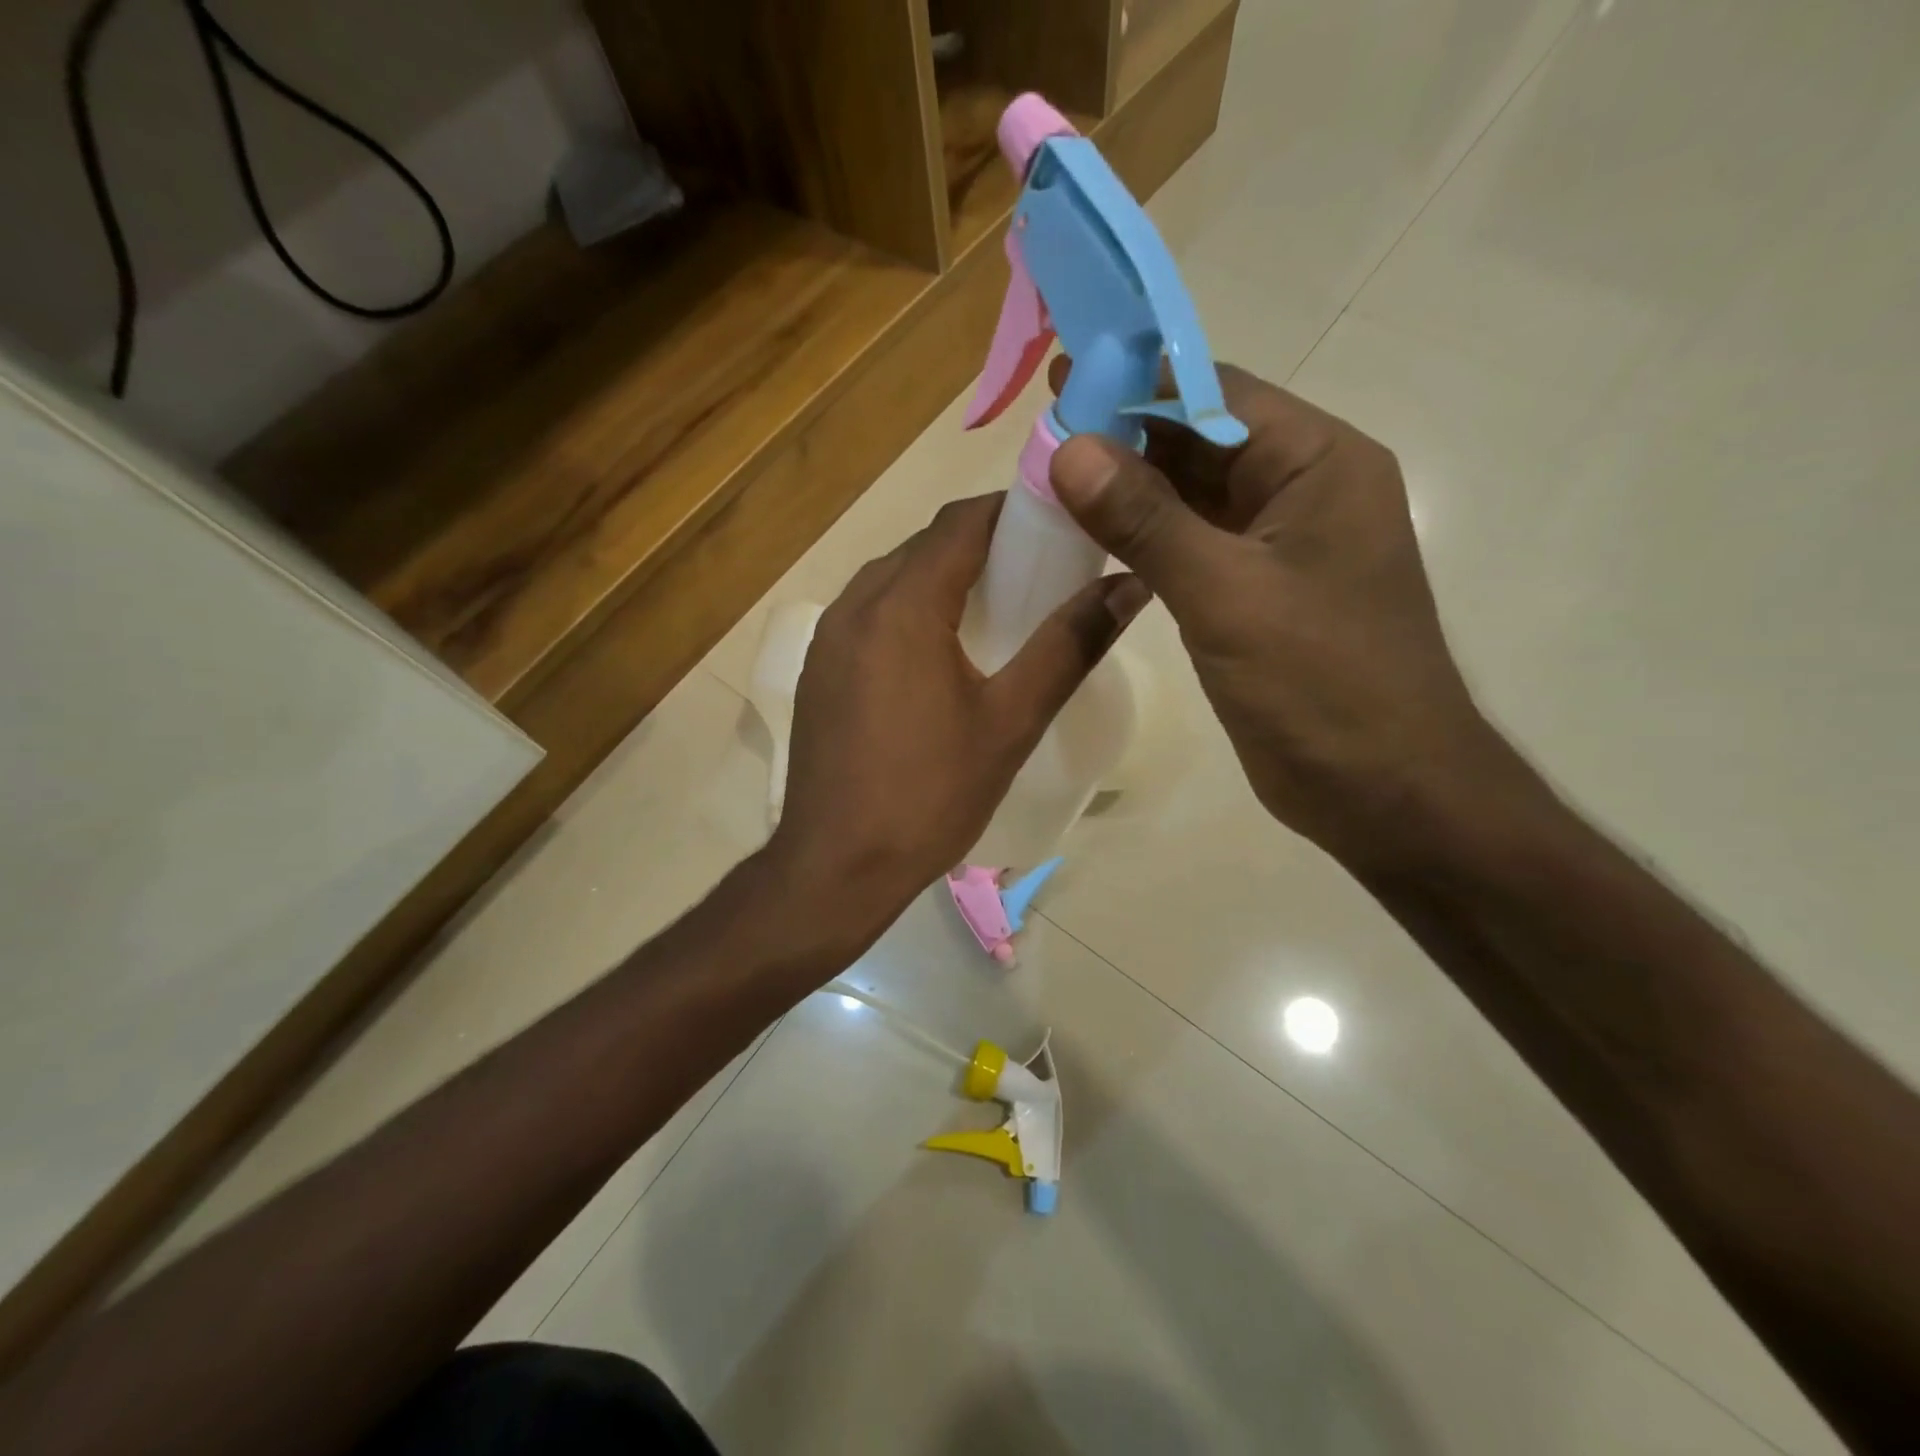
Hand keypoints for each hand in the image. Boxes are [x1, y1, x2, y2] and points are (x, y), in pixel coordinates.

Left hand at [767, 493, 1146, 941]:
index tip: (1057, 523)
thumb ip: (1069, 646)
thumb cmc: (930, 795)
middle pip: (924, 546)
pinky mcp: (817, 671)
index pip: (960, 524)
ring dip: (941, 577)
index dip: (1011, 512)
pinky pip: (868, 614)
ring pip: (891, 578)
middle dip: (980, 545)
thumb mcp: (1011, 722)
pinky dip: (907, 610)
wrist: (837, 867)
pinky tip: (937, 653)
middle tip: (1036, 571)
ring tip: (993, 609)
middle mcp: (855, 605)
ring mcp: (827, 639)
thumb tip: (1129, 585)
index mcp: (903, 606)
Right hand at [1048, 362, 1512, 870]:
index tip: (1066, 378)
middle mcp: (1302, 491)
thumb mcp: (1227, 594)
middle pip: (1202, 440)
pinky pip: (1192, 546)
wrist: (1381, 789)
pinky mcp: (1255, 594)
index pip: (1218, 394)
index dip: (1140, 382)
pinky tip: (1093, 538)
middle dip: (1127, 435)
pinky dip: (1144, 539)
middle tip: (1045, 431)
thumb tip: (1069, 448)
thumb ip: (1147, 520)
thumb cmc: (1321, 684)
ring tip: (1053, 478)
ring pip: (1193, 497)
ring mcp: (1278, 547)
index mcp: (1318, 464)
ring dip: (1130, 489)